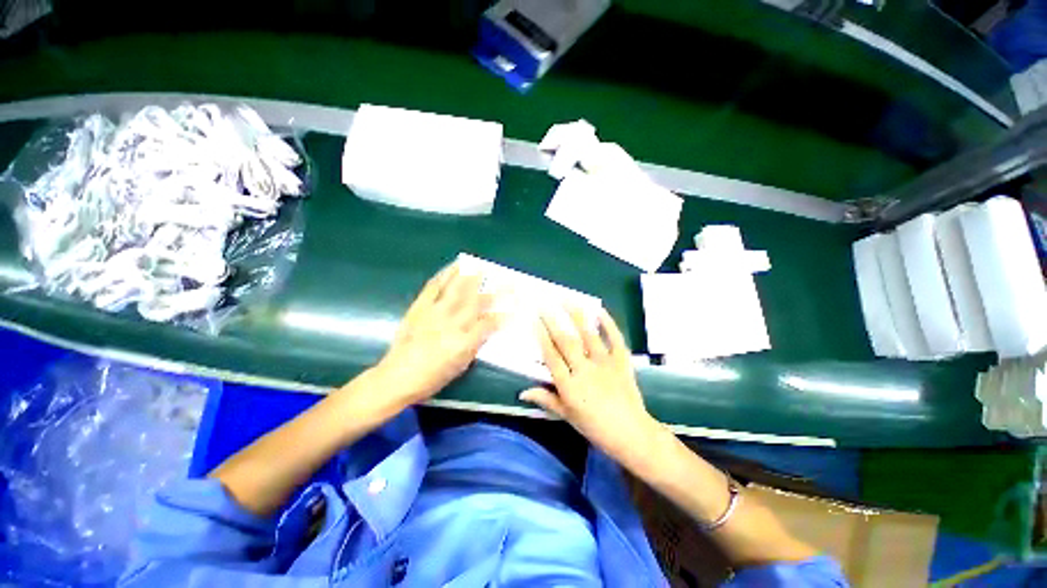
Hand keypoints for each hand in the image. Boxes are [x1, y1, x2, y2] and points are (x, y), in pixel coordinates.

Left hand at [373, 263, 499, 407]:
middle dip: (495, 291)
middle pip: (477, 302)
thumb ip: (476, 344)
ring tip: (480, 266)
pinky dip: (444, 275)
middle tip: (507, 281)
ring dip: (470, 276)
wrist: (396, 377)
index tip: (514, 306)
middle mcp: (451, 323)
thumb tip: (487, 328)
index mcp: (464, 342)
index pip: (489, 323)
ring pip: (456, 289)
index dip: (504, 314)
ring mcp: (434, 312)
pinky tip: (452, 268)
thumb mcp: (460, 366)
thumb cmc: (432, 378)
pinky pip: (433, 287)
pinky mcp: (419, 307)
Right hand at [520, 308, 661, 465]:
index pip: (551, 356)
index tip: (534, 320)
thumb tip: (522, 391)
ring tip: (567, 299)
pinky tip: (600, 310)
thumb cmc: (595, 427)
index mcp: (569, 386)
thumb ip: (546, 399)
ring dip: (577, 316)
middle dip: (553, 320)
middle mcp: (585, 371)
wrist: (631, 434)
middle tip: (544, 303)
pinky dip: (608, 324)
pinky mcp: (622, 362)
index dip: (542, 337)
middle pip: (566, 341)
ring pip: (588, 335)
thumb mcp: (567, 416)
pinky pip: (615, 339)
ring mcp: (605, 364)